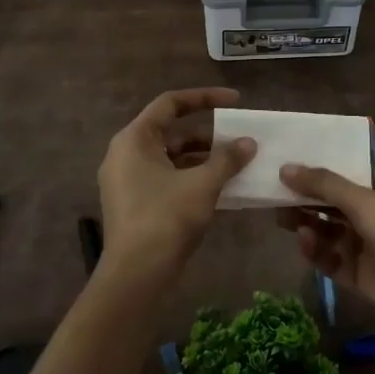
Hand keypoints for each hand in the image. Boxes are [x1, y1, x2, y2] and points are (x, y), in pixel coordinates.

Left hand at [97, 88, 254, 286]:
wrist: (135, 276)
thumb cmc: (166, 219)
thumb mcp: (203, 184)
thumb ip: (227, 159)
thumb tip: (249, 142)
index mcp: (134, 139)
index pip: (171, 103)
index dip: (205, 98)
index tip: (235, 101)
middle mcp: (125, 154)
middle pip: (172, 131)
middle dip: (208, 134)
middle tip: (239, 138)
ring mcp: (127, 180)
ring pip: (171, 157)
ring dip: (203, 158)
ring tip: (236, 164)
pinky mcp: (134, 203)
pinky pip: (166, 178)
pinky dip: (191, 177)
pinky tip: (220, 187)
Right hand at [277, 166, 374, 350]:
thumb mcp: (362, 198)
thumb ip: (323, 184)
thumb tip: (285, 168)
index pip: (352, 174)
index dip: (323, 171)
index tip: (292, 168)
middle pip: (337, 204)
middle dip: (309, 200)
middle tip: (276, 196)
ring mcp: (370, 246)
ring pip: (331, 232)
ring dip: (309, 224)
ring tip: (282, 219)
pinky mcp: (360, 275)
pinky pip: (332, 258)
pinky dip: (317, 250)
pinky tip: (303, 241)